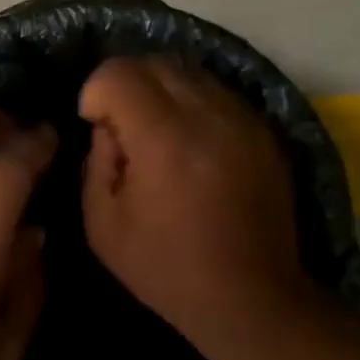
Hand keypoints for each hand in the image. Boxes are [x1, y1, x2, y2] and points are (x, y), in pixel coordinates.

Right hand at [79, 57, 312, 343]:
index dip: (96, 93)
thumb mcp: (103, 226)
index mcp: (165, 140)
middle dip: (125, 83)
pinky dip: (192, 102)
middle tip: (122, 125)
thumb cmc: (168, 269)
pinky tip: (190, 142)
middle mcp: (208, 115)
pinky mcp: (263, 129)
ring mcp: (242, 118)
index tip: (96, 124)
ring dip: (160, 90)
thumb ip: (96, 162)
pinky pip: (216, 91)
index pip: (119, 73)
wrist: (253, 298)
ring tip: (157, 132)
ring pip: (188, 70)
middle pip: (153, 61)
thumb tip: (109, 127)